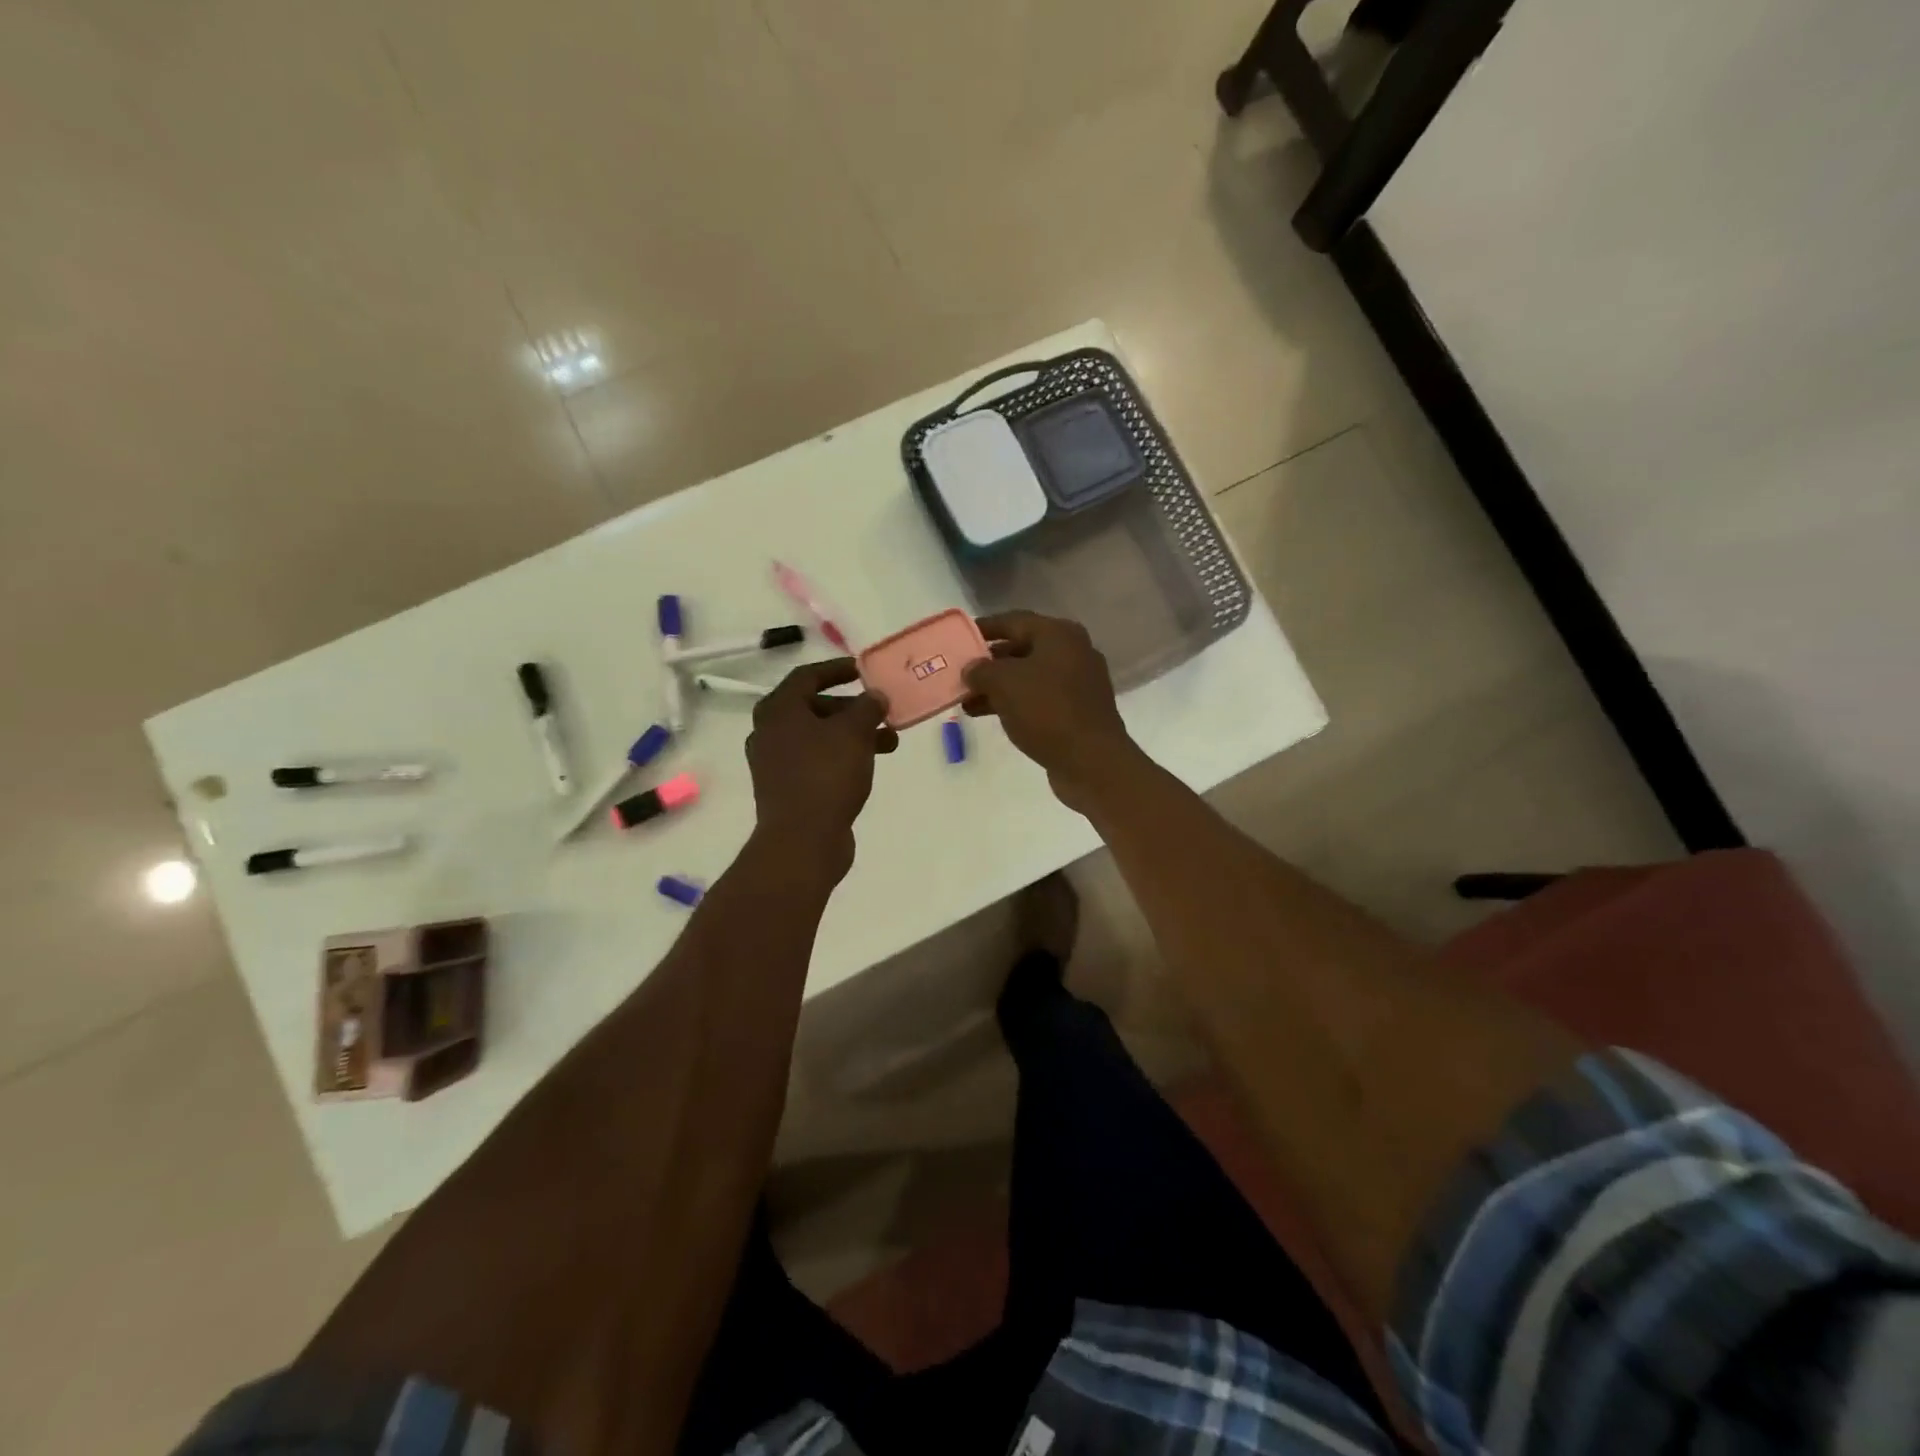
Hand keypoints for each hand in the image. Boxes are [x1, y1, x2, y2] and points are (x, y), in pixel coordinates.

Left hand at [746, 659, 896, 873]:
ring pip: (818, 737)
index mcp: (778, 710)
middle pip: (813, 707)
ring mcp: (775, 763)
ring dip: (852, 734)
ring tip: (889, 742)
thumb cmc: (826, 775)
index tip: (863, 670)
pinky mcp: (786, 789)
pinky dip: (841, 756)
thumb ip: (867, 707)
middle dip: (851, 708)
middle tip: (880, 711)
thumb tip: (874, 696)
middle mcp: (770, 732)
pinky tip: (868, 765)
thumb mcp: (854, 732)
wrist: (802, 839)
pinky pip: (817, 761)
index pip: (807, 676)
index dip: (837, 669)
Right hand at [963, 612, 1138, 811]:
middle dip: (988, 663)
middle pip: (1022, 649)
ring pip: (1028, 677)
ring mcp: (1078, 683)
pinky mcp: (1077, 711)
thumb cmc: (1047, 710)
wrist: (1091, 761)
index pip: (1014, 621)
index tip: (959, 637)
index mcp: (1059, 635)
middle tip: (959, 673)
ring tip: (965, 701)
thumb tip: (972, 669)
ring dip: (997, 687)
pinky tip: (988, 715)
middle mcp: (1073, 652)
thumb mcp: (1004, 683)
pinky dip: (1014, 703)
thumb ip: (981, 670)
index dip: (984, 628)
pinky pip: (1038, 699)